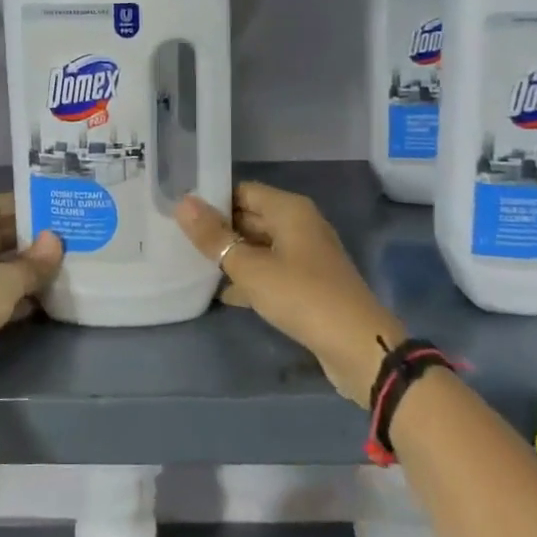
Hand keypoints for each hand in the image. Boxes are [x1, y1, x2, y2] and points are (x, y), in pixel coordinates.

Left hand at [0, 193, 63, 372]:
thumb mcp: (4, 282)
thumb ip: (33, 263)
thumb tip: (56, 240)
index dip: (18, 207)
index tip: (48, 209)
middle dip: (23, 240)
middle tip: (59, 240)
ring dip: (17, 270)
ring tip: (55, 269)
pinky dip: (6, 295)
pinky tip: (36, 302)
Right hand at [174, 183, 405, 406]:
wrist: (357, 346)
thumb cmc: (301, 296)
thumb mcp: (250, 267)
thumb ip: (214, 237)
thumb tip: (182, 202)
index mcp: (290, 209)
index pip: (242, 191)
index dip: (212, 200)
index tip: (180, 214)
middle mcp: (300, 225)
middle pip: (251, 217)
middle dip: (220, 230)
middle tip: (179, 240)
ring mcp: (306, 255)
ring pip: (260, 246)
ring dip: (232, 256)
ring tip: (192, 265)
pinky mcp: (308, 283)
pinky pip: (271, 271)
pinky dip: (250, 278)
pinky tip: (223, 295)